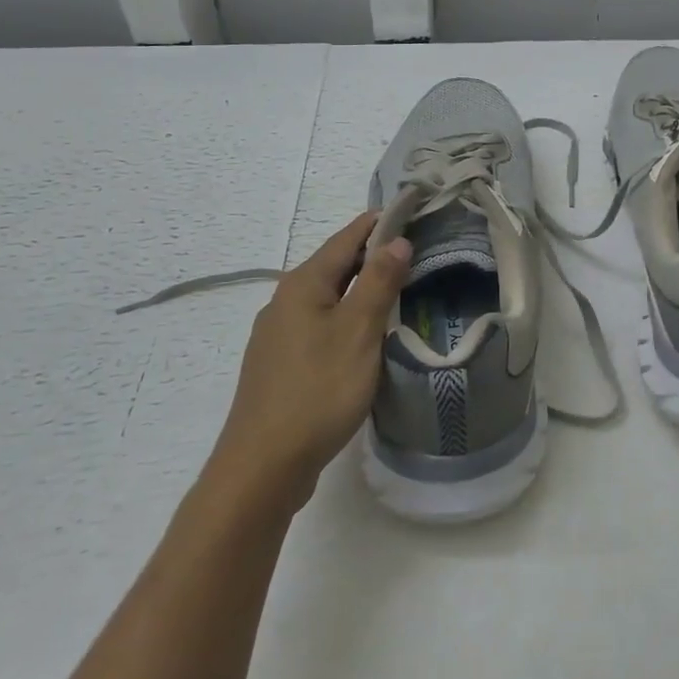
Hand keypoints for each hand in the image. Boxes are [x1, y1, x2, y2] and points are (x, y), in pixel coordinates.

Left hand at [207, 213, 410, 511]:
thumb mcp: (358, 331)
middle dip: (372, 255)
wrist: (263, 466)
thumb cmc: (317, 390)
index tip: (411, 211)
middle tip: (415, 251)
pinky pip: (320, 325)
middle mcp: (284, 301)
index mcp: (303, 285)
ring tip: (398, 289)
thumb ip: (378, 282)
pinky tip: (364, 335)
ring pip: (327, 298)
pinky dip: (346, 317)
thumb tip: (396, 240)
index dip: (378, 224)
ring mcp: (278, 335)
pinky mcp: (281, 365)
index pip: (346, 238)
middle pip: (335, 266)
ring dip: (360, 288)